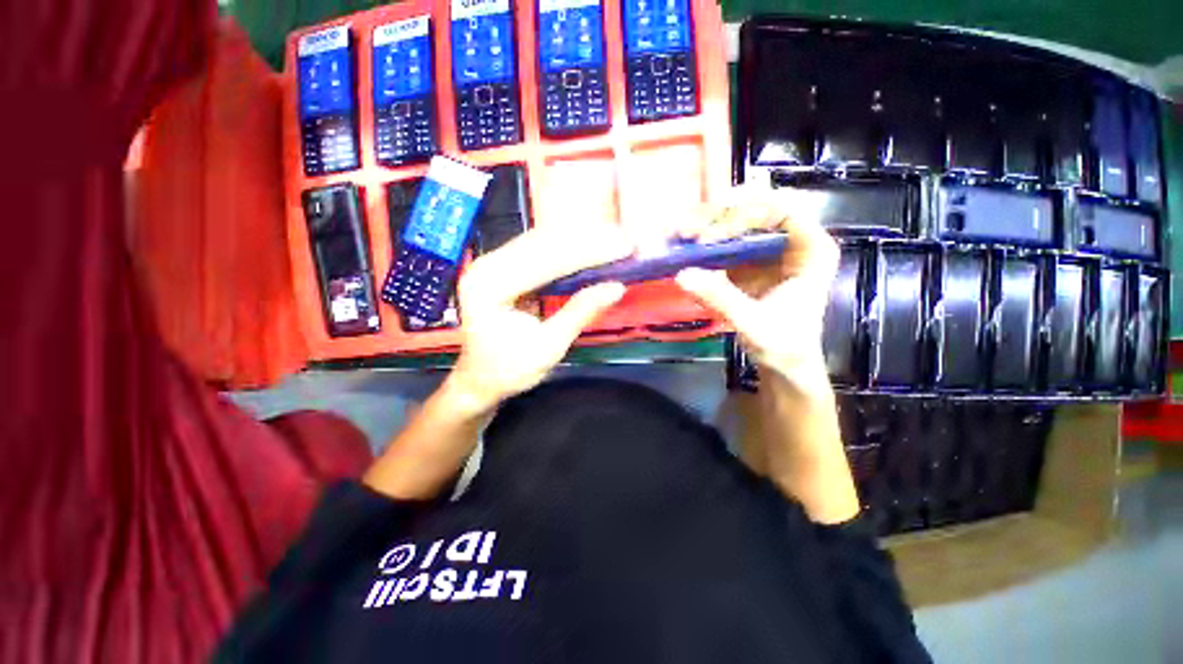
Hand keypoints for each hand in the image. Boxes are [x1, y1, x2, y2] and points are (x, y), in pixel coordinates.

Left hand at [445, 224, 631, 414]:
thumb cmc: (510, 370)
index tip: (623, 247)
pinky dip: (566, 249)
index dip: (588, 252)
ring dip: (579, 241)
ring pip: (541, 242)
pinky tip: (590, 247)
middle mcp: (487, 266)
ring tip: (613, 240)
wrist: (479, 380)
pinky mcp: (502, 267)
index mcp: (490, 286)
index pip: (546, 261)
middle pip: (543, 244)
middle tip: (624, 240)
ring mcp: (492, 263)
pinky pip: (537, 251)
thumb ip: (580, 312)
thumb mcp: (548, 347)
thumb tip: (617, 287)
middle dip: (587, 241)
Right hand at [676, 186, 837, 390]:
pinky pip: (726, 241)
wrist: (784, 364)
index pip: (783, 209)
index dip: (746, 211)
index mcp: (810, 250)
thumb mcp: (753, 323)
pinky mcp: (748, 262)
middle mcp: (791, 241)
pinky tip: (685, 245)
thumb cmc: (783, 345)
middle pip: (755, 210)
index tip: (710, 229)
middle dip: (718, 216)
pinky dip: (704, 242)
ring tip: (680, 235)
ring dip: (707, 225)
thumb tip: (682, 275)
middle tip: (686, 231)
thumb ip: (721, 298)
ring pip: (738, 221)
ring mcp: (767, 250)